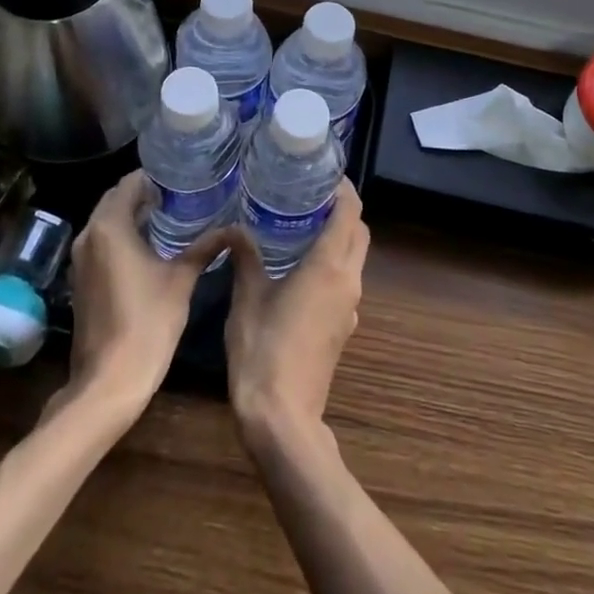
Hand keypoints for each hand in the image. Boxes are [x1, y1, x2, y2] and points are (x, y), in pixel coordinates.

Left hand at [61, 171, 222, 422]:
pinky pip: (102, 242)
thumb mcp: (182, 280)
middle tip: (179, 193)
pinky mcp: (81, 279)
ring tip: (169, 215)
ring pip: (107, 221)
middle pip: (115, 199)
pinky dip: (122, 235)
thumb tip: (233, 228)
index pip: (129, 183)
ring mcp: (80, 259)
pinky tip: (150, 245)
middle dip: (143, 193)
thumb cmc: (147, 323)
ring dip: (132, 214)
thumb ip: (204, 248)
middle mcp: (89, 235)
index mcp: (110, 227)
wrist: (108, 381)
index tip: (182, 176)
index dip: (155, 177)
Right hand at [224, 178, 368, 447]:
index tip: (322, 174)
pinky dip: (332, 264)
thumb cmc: (263, 349)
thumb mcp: (247, 297)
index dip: (342, 188)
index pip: (350, 211)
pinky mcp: (342, 328)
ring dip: (338, 238)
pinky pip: (344, 282)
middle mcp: (348, 281)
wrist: (283, 419)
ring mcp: (349, 307)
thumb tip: (235, 228)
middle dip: (342, 210)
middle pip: (359, 232)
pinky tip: (299, 268)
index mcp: (330, 265)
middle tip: (308, 197)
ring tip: (301, 226)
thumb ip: (245, 257)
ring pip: (355, 258)